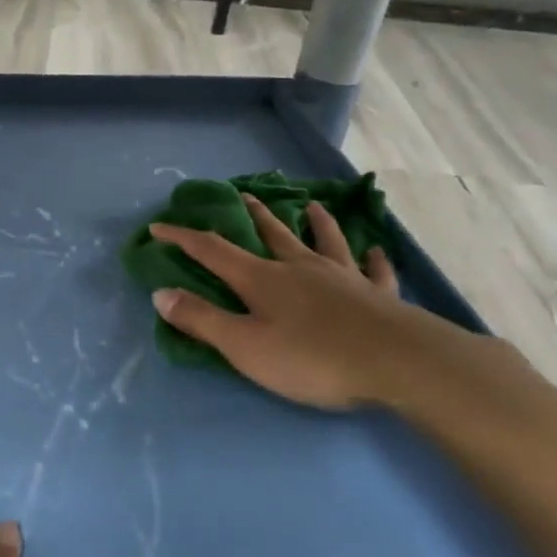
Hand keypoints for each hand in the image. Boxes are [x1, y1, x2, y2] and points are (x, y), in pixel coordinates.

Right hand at [148, 195, 492, 411]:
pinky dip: (373, 260)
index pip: (213, 250)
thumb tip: (160, 294)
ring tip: (313, 206)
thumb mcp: (244, 346)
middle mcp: (300, 268)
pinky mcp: (378, 296)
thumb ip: (202, 320)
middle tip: (244, 194)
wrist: (397, 363)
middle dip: (253, 215)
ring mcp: (343, 278)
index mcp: (262, 279)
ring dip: (317, 224)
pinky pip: (375, 271)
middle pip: (272, 234)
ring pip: (326, 242)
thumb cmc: (312, 357)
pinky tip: (376, 251)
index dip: (183, 238)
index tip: (159, 226)